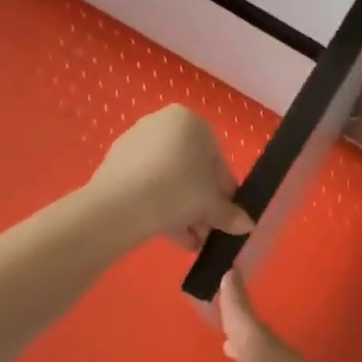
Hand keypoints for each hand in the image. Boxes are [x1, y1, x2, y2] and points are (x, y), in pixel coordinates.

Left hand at [91, 105, 254, 250]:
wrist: (121, 206)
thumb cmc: (179, 191)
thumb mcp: (212, 206)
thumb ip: (230, 214)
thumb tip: (247, 225)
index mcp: (190, 121)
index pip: (217, 161)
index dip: (224, 192)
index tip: (226, 216)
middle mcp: (161, 123)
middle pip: (190, 170)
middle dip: (200, 203)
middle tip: (206, 231)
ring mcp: (134, 143)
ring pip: (168, 179)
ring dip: (181, 210)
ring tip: (188, 240)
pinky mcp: (114, 164)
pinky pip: (146, 185)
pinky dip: (158, 206)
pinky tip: (167, 234)